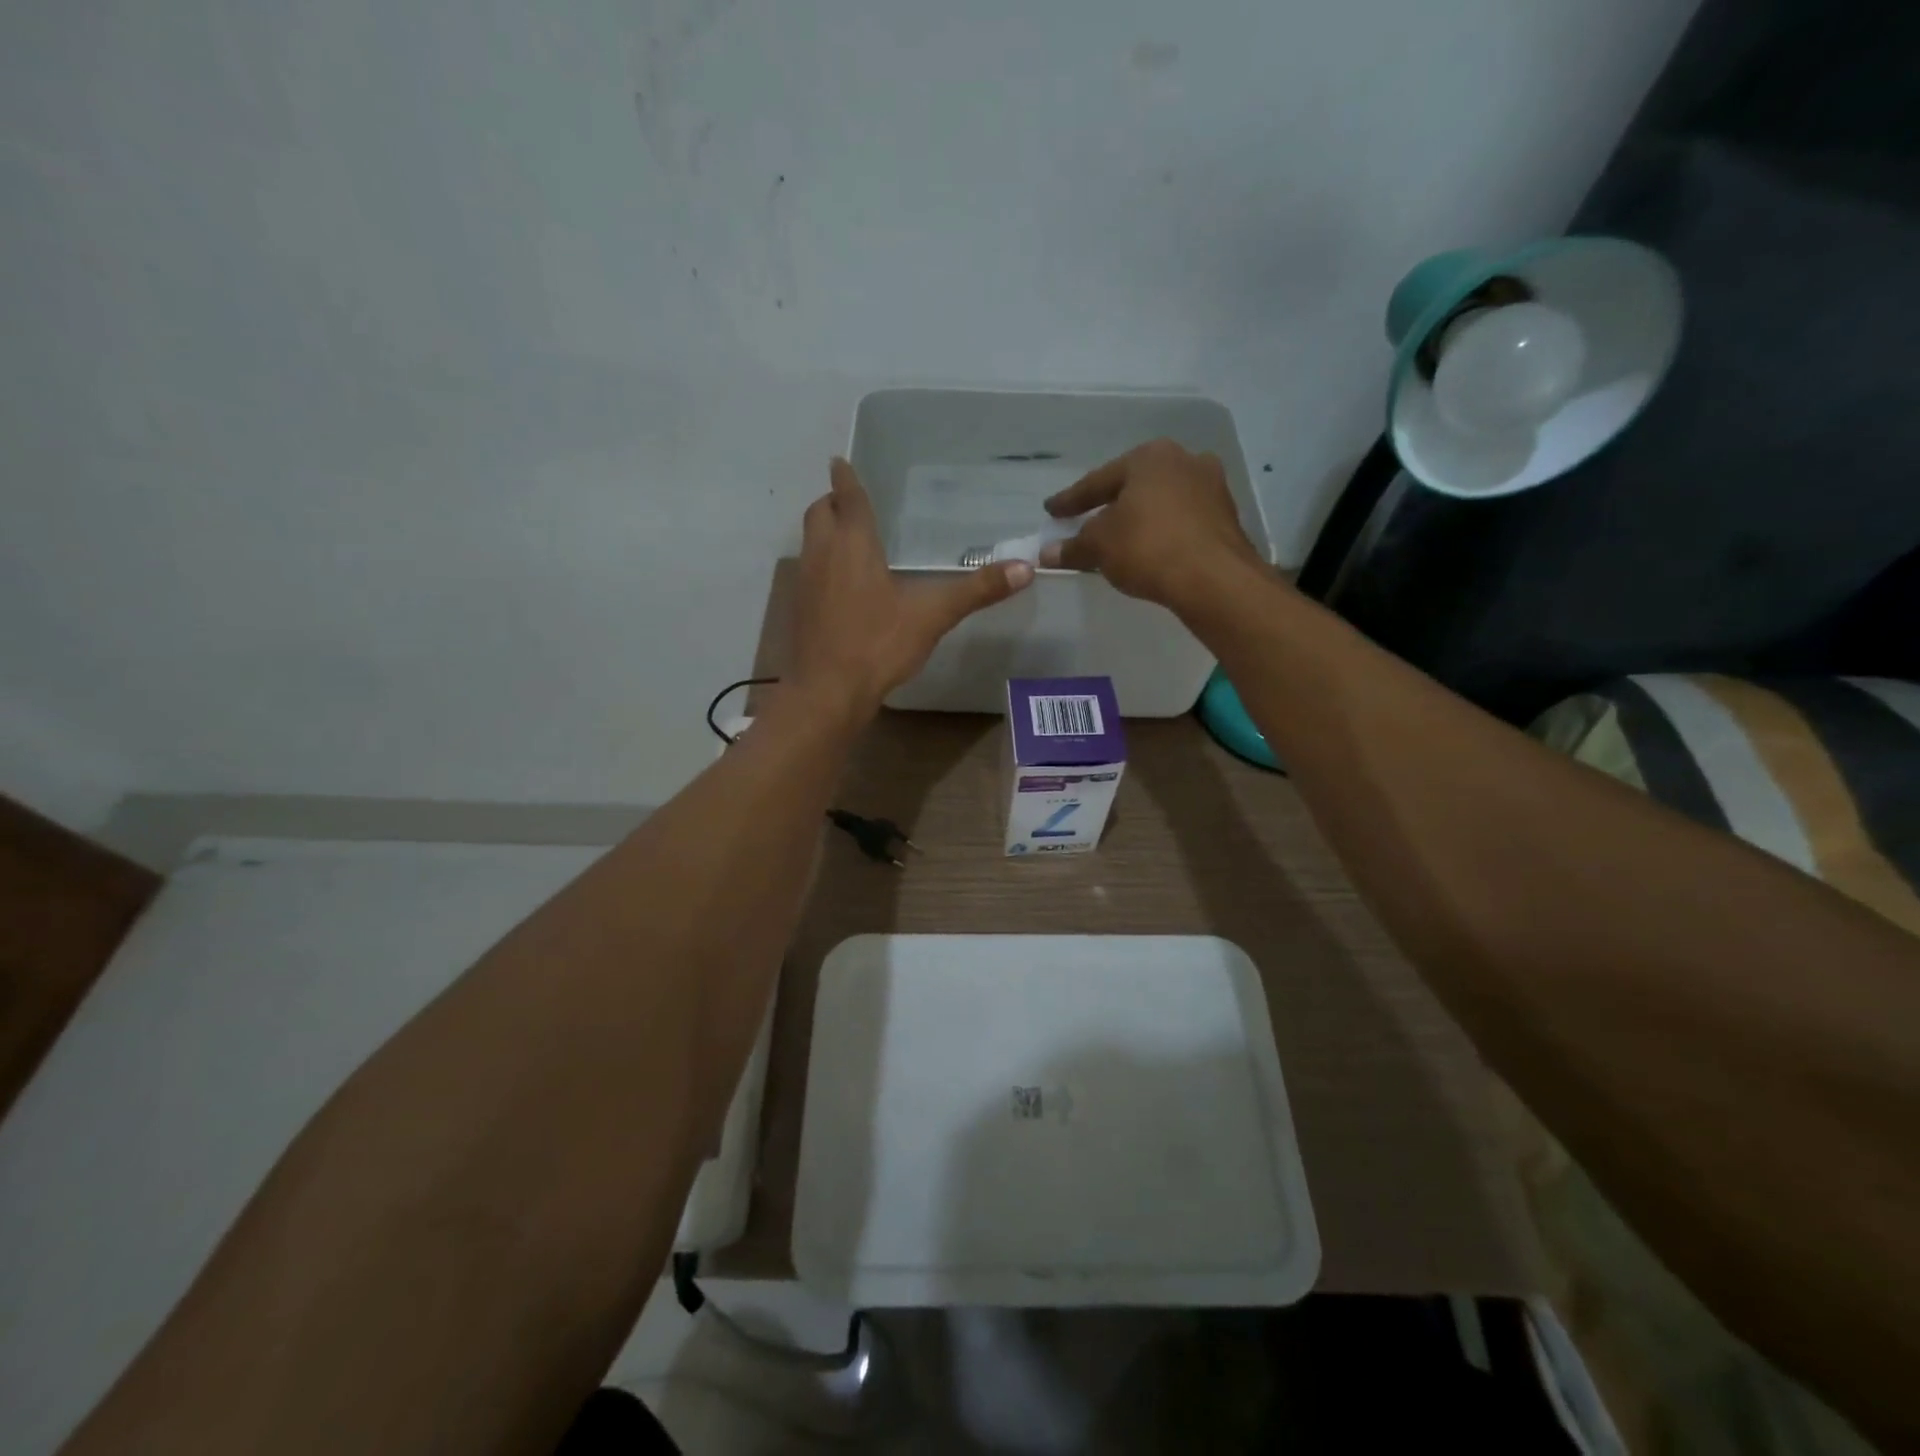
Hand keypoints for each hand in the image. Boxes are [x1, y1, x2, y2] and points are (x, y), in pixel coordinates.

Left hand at [790, 458, 1032, 720]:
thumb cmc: (878, 644)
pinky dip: (821, 564)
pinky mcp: (799, 611)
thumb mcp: (932, 616)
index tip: (840, 461)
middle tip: (849, 501)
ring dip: (824, 531)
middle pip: (819, 513)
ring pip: (810, 542)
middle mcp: (823, 555)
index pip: (849, 499)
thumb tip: (1026, 567)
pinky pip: (808, 572)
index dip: (846, 478)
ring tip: (847, 537)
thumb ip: (977, 590)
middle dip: (831, 501)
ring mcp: (806, 583)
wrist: (827, 691)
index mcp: (853, 545)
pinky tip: (841, 585)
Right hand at [1038, 439, 1265, 611]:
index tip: (1052, 511)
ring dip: (1139, 519)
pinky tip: (1150, 550)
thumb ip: (1073, 547)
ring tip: (1119, 539)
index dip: (1071, 500)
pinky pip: (1182, 521)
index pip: (1098, 481)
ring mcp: (1211, 487)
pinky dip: (1162, 532)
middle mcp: (1184, 461)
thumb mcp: (1099, 547)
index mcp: (1149, 457)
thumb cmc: (1148, 547)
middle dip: (1110, 505)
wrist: (1213, 578)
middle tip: (1087, 521)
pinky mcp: (1226, 517)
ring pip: (1161, 503)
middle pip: (1134, 486)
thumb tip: (1047, 552)